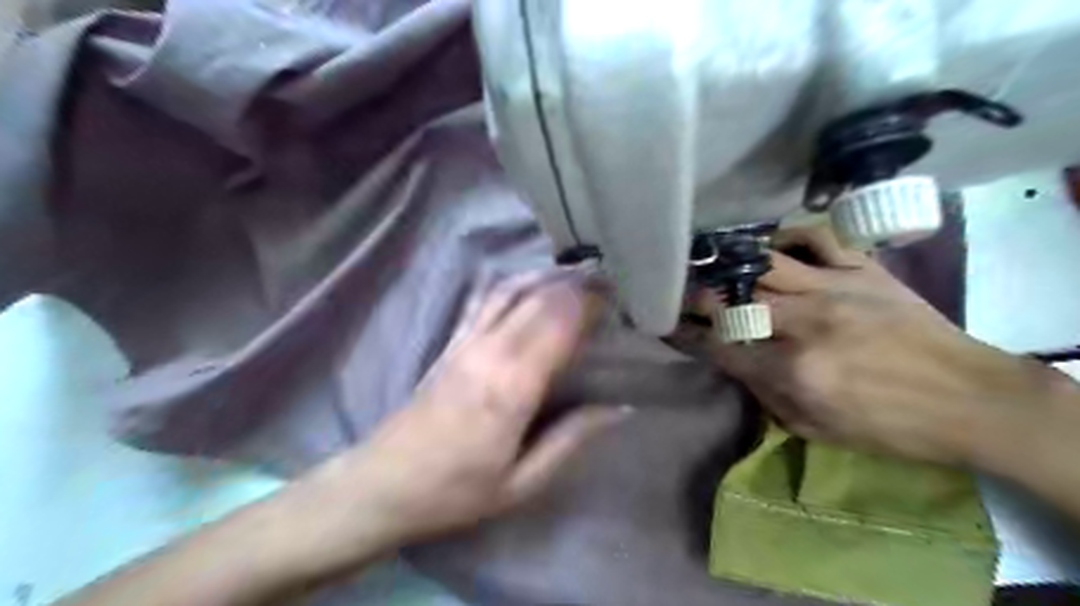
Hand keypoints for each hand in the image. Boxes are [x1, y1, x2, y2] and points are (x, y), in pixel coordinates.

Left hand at [286, 277, 635, 571]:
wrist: (384, 484)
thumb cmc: (457, 491)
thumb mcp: (524, 481)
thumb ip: (572, 437)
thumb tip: (620, 407)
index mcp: (512, 387)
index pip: (558, 324)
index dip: (590, 304)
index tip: (617, 298)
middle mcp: (490, 352)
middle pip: (539, 300)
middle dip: (576, 285)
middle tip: (607, 282)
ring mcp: (466, 342)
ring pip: (511, 291)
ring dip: (546, 277)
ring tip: (576, 275)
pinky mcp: (450, 342)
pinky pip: (484, 300)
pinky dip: (512, 283)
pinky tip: (528, 280)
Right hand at [673, 225, 1061, 465]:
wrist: (970, 398)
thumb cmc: (889, 426)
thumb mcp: (814, 429)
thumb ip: (764, 393)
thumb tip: (735, 360)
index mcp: (791, 370)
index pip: (717, 345)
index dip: (683, 334)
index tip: (664, 324)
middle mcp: (803, 323)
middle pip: (730, 298)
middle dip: (694, 294)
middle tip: (678, 290)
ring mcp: (833, 289)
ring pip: (762, 264)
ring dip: (728, 264)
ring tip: (710, 262)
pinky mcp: (862, 269)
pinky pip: (815, 237)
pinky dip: (786, 236)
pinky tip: (771, 247)